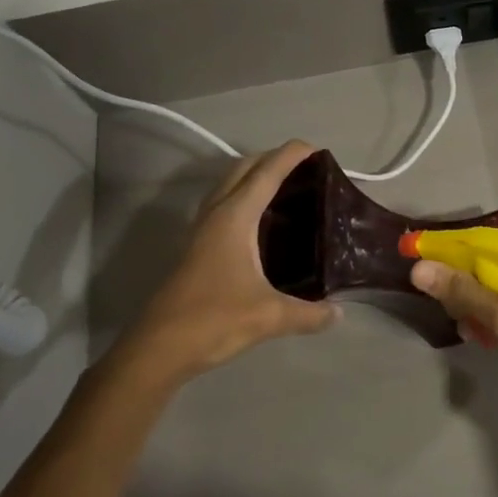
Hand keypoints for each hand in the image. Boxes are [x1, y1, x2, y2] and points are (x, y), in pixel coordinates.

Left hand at [116, 142, 339, 386]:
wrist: (158, 347)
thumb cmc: (214, 319)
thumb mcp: (269, 316)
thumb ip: (309, 313)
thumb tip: (339, 314)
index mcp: (235, 216)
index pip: (267, 172)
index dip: (292, 155)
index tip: (318, 149)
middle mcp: (217, 213)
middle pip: (244, 168)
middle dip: (273, 158)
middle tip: (306, 168)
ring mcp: (202, 228)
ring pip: (229, 184)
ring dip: (255, 175)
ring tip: (287, 187)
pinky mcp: (196, 245)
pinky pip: (224, 204)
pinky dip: (244, 197)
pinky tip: (261, 221)